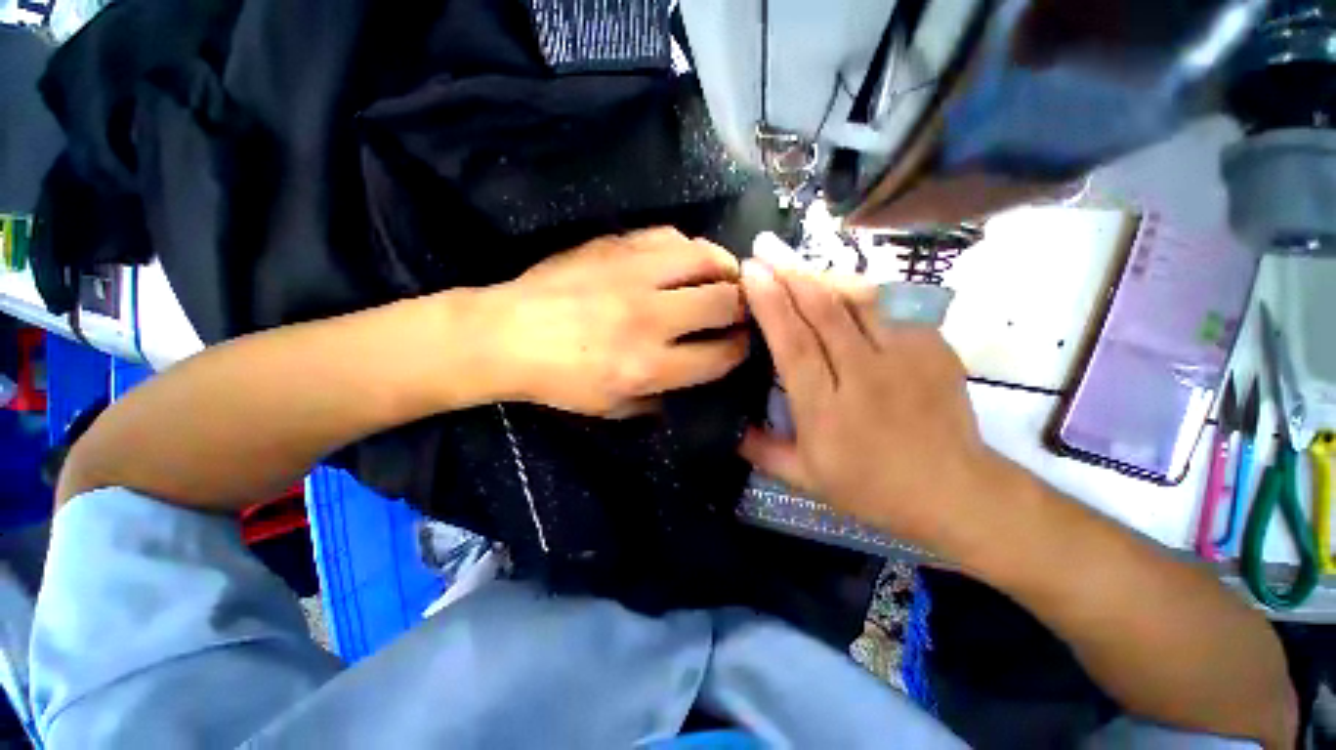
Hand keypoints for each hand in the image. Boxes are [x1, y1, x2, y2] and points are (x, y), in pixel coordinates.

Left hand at [483, 227, 748, 416]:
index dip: (741, 350)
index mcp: (648, 367)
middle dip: (744, 309)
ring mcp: (633, 275)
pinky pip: (671, 237)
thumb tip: (694, 379)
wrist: (506, 335)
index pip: (721, 355)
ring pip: (707, 259)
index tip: (742, 344)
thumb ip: (661, 400)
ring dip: (727, 271)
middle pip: (724, 303)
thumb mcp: (612, 409)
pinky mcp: (616, 246)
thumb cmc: (559, 380)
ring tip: (726, 279)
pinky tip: (687, 261)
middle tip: (740, 311)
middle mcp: (649, 318)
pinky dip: (690, 250)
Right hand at [739, 260, 1011, 553]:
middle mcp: (864, 376)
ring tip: (794, 256)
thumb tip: (727, 426)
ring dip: (821, 272)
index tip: (750, 273)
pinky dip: (860, 286)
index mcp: (826, 410)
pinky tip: (839, 279)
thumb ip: (761, 450)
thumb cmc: (872, 488)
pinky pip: (892, 304)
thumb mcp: (806, 479)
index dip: (770, 304)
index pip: (793, 345)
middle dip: (789, 271)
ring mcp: (905, 357)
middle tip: (764, 246)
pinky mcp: (934, 347)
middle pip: (823, 310)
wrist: (955, 491)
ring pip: (858, 298)